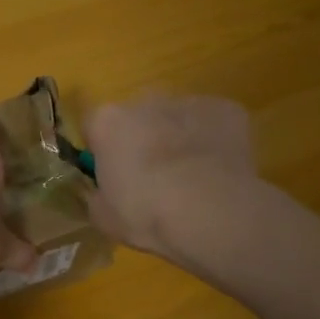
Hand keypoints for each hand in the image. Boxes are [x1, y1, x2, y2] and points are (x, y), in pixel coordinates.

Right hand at [84, 93, 257, 257]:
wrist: (211, 213)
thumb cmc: (147, 214)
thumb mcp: (104, 217)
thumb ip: (98, 195)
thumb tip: (103, 191)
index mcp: (108, 122)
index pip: (94, 127)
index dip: (102, 151)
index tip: (113, 175)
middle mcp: (144, 101)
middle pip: (137, 117)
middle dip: (142, 139)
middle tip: (153, 177)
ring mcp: (187, 102)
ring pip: (176, 118)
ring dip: (178, 138)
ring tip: (191, 177)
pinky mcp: (225, 109)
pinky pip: (212, 123)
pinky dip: (213, 140)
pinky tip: (219, 171)